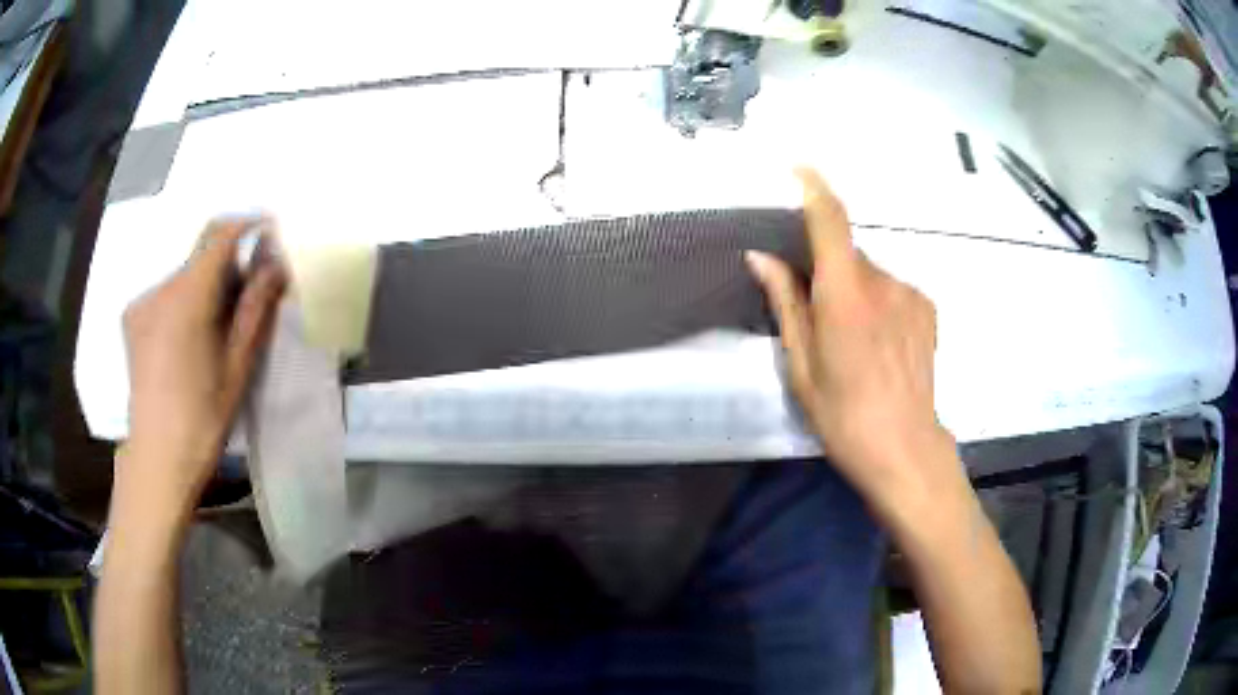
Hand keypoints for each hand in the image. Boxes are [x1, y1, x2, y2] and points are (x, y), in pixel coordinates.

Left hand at [118, 219, 285, 517]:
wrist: (158, 457)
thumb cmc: (203, 418)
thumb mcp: (238, 365)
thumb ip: (256, 307)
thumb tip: (277, 264)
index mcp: (187, 298)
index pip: (220, 234)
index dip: (248, 224)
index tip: (271, 230)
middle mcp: (159, 288)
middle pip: (201, 255)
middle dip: (229, 264)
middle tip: (250, 295)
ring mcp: (142, 302)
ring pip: (184, 275)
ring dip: (206, 285)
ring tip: (218, 326)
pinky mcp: (132, 317)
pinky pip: (166, 292)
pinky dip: (185, 300)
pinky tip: (189, 337)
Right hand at [746, 169, 961, 522]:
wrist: (905, 448)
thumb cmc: (843, 415)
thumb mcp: (801, 366)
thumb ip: (785, 303)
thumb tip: (760, 257)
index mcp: (844, 295)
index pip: (830, 221)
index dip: (813, 187)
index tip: (797, 168)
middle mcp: (882, 282)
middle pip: (847, 253)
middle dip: (827, 269)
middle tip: (817, 314)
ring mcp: (910, 293)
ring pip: (870, 274)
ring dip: (854, 290)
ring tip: (853, 341)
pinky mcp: (927, 308)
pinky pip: (892, 289)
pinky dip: (878, 302)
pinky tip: (878, 344)